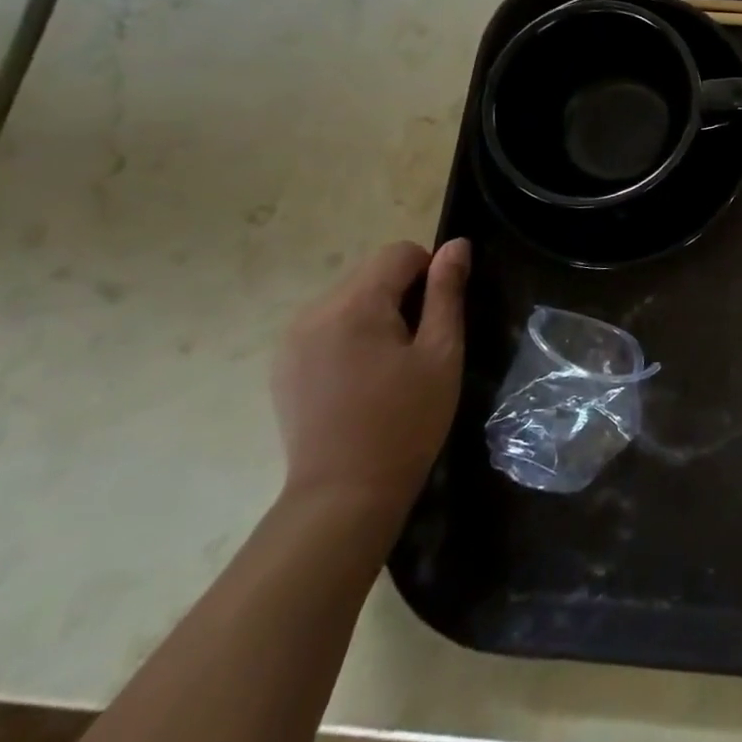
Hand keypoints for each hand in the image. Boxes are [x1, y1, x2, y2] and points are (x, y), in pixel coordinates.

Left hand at [271, 239, 470, 517]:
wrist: (344, 495)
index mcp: (354, 306)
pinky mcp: (284, 365)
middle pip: (371, 274)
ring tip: (390, 365)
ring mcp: (292, 340)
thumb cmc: (406, 421)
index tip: (439, 316)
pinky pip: (327, 326)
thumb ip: (447, 292)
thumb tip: (457, 245)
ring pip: (349, 299)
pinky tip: (362, 378)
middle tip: (418, 346)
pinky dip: (351, 335)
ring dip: (376, 315)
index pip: (399, 253)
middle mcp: (314, 312)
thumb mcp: (441, 353)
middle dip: (402, 296)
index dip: (430, 273)